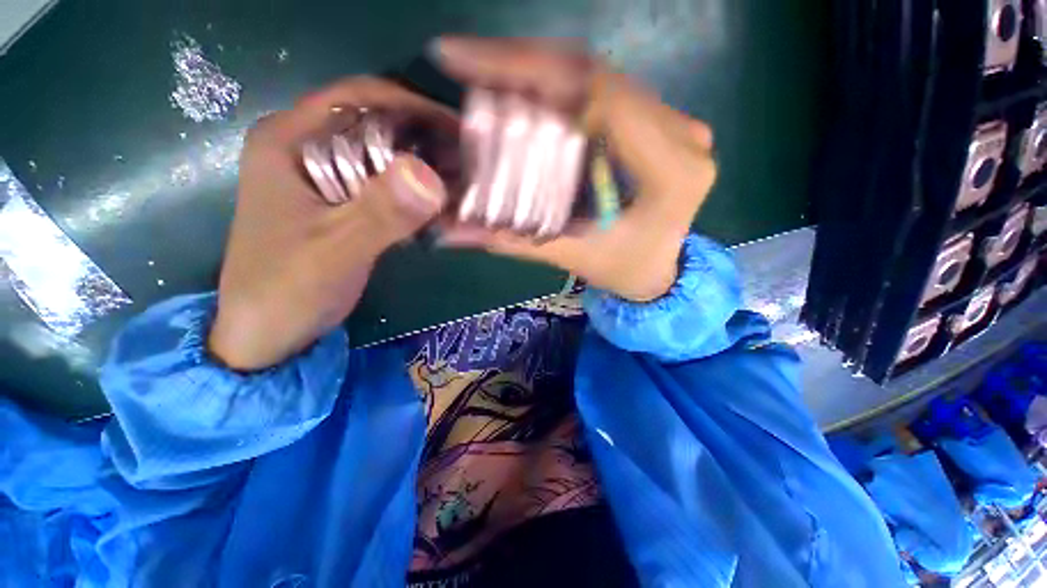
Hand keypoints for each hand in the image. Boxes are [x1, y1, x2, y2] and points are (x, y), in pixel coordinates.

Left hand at [209, 78, 455, 370]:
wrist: (267, 333)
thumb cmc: (287, 290)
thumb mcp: (335, 251)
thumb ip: (380, 214)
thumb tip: (431, 176)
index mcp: (289, 140)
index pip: (358, 98)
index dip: (412, 105)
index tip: (458, 128)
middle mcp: (305, 147)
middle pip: (375, 125)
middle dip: (425, 139)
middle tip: (469, 161)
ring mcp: (323, 177)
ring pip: (383, 155)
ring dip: (424, 166)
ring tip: (464, 181)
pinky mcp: (340, 203)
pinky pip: (385, 185)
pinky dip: (415, 192)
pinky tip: (441, 204)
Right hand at [433, 37, 716, 301]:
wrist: (661, 267)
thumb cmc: (626, 270)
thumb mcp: (575, 257)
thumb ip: (519, 241)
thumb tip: (452, 229)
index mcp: (672, 173)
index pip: (603, 100)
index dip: (535, 73)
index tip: (469, 65)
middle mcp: (683, 135)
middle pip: (597, 75)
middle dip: (525, 63)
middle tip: (463, 60)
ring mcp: (676, 122)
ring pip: (599, 74)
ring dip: (539, 69)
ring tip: (483, 68)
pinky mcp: (660, 121)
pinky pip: (604, 88)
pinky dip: (559, 84)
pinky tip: (522, 87)